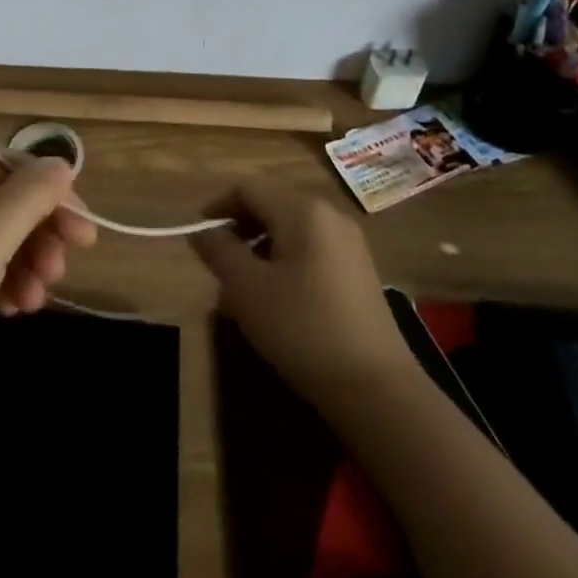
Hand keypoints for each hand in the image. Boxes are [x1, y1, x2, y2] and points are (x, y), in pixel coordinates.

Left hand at [0, 151, 98, 401]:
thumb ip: (33, 194)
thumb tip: (62, 164)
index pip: (22, 170)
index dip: (58, 200)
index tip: (86, 238)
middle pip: (13, 204)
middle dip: (41, 239)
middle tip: (59, 274)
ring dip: (25, 266)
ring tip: (34, 302)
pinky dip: (1, 282)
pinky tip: (12, 309)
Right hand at [191, 181, 413, 411]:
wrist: (377, 389)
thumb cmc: (303, 328)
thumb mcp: (247, 289)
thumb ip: (219, 252)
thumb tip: (201, 232)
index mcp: (302, 210)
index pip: (249, 188)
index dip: (219, 205)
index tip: (200, 234)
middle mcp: (329, 215)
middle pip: (272, 204)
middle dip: (241, 227)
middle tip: (219, 261)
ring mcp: (350, 243)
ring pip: (292, 229)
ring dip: (262, 246)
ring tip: (244, 284)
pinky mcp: (359, 271)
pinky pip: (312, 249)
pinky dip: (287, 261)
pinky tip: (278, 298)